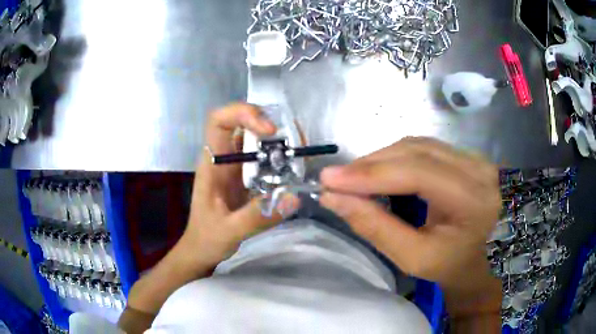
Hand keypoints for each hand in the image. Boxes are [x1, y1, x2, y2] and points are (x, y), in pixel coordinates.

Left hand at [178, 103, 280, 269]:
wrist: (202, 249)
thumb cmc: (207, 238)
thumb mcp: (229, 230)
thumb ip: (257, 216)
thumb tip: (293, 197)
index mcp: (212, 163)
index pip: (219, 120)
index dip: (243, 114)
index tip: (269, 131)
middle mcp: (224, 158)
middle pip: (243, 123)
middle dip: (270, 123)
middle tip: (296, 139)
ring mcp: (235, 167)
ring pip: (256, 139)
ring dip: (278, 140)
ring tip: (300, 152)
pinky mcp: (246, 177)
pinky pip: (264, 158)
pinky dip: (281, 158)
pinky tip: (295, 169)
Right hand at [319, 138, 501, 317]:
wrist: (483, 257)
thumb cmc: (452, 265)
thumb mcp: (414, 258)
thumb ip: (376, 227)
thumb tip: (334, 198)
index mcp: (474, 200)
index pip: (419, 173)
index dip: (372, 174)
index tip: (330, 180)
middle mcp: (478, 168)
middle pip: (416, 152)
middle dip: (371, 164)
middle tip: (336, 179)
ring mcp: (474, 157)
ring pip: (417, 145)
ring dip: (381, 159)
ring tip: (353, 177)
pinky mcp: (465, 155)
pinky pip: (424, 147)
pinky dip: (395, 157)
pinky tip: (379, 171)